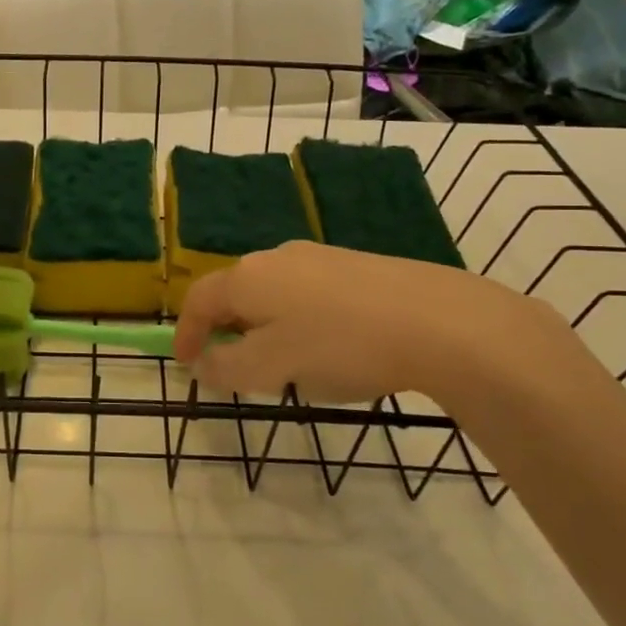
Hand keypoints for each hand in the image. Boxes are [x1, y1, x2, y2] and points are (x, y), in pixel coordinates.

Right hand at [172, 241, 573, 406]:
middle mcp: (277, 257)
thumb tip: (203, 364)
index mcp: (248, 277)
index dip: (186, 334)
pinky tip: (330, 348)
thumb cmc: (340, 345)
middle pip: (236, 293)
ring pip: (274, 294)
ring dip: (265, 327)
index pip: (199, 301)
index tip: (186, 365)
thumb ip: (227, 368)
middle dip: (227, 330)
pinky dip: (299, 321)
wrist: (440, 321)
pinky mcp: (356, 266)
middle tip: (234, 367)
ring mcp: (320, 257)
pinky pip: (308, 294)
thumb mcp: (272, 367)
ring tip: (285, 364)